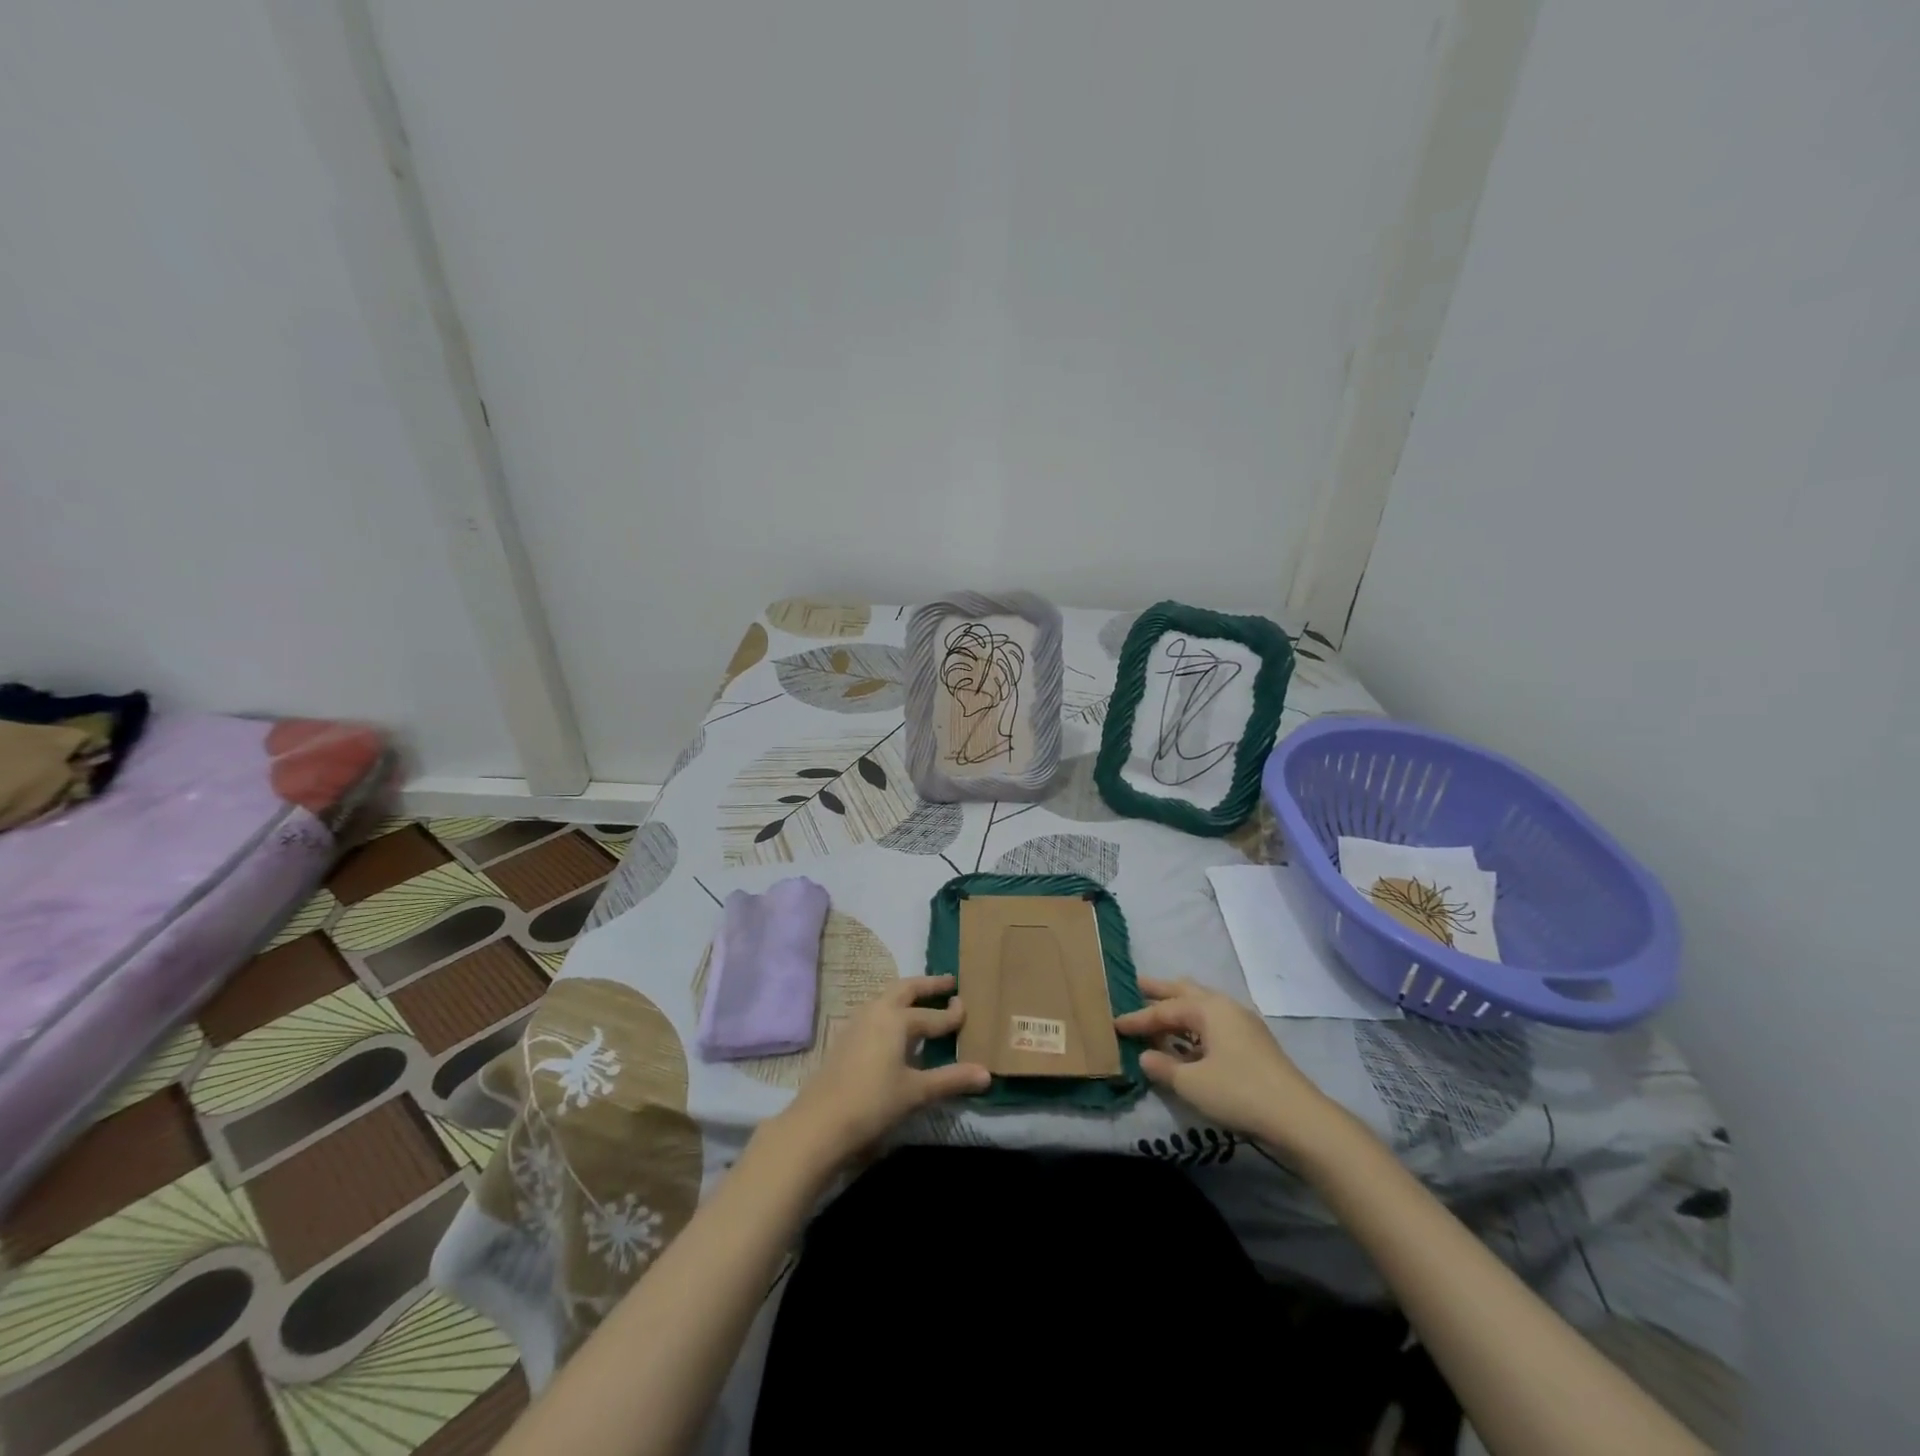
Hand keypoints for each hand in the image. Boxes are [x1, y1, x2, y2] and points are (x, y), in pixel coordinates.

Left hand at [769, 975, 989, 1171]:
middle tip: (949, 983)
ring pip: (886, 998)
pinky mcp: (845, 1039)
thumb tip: (986, 1074)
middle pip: (905, 989)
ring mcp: (856, 1023)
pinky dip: (892, 1011)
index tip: (967, 1008)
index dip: (952, 1015)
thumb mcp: (916, 1092)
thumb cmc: (873, 1103)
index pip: (932, 1015)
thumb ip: (951, 1079)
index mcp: (896, 1019)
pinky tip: (895, 1029)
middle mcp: (876, 1012)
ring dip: (907, 996)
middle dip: (928, 985)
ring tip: (923, 1001)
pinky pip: (875, 1013)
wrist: (819, 1123)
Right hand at [1115, 977, 1343, 1155]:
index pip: (1164, 1010)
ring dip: (1180, 1008)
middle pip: (1187, 992)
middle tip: (1138, 984)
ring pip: (1203, 1006)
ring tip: (1161, 1009)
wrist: (1298, 1118)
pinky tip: (1189, 1041)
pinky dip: (1196, 1026)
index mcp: (1209, 1009)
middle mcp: (1226, 1008)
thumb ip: (1163, 1067)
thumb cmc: (1239, 1092)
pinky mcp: (1254, 1045)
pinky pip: (1215, 1024)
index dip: (1137, 1018)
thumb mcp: (1192, 1084)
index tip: (1115, 1024)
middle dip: (1161, 990)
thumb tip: (1146, 1056)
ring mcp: (1244, 1025)